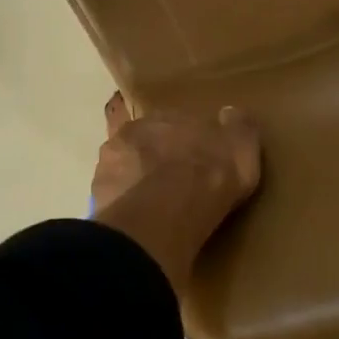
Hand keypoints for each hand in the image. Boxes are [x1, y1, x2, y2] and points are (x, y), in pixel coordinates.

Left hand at [90, 92, 261, 290]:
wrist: (163, 216)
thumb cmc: (208, 176)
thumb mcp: (242, 148)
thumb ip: (238, 127)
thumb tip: (231, 113)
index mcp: (167, 115)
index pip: (175, 122)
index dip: (186, 142)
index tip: (196, 159)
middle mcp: (133, 132)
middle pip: (146, 142)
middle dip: (156, 157)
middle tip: (173, 183)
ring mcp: (109, 164)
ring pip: (124, 168)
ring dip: (136, 181)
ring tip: (153, 208)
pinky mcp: (97, 198)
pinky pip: (113, 200)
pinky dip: (124, 208)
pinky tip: (138, 224)